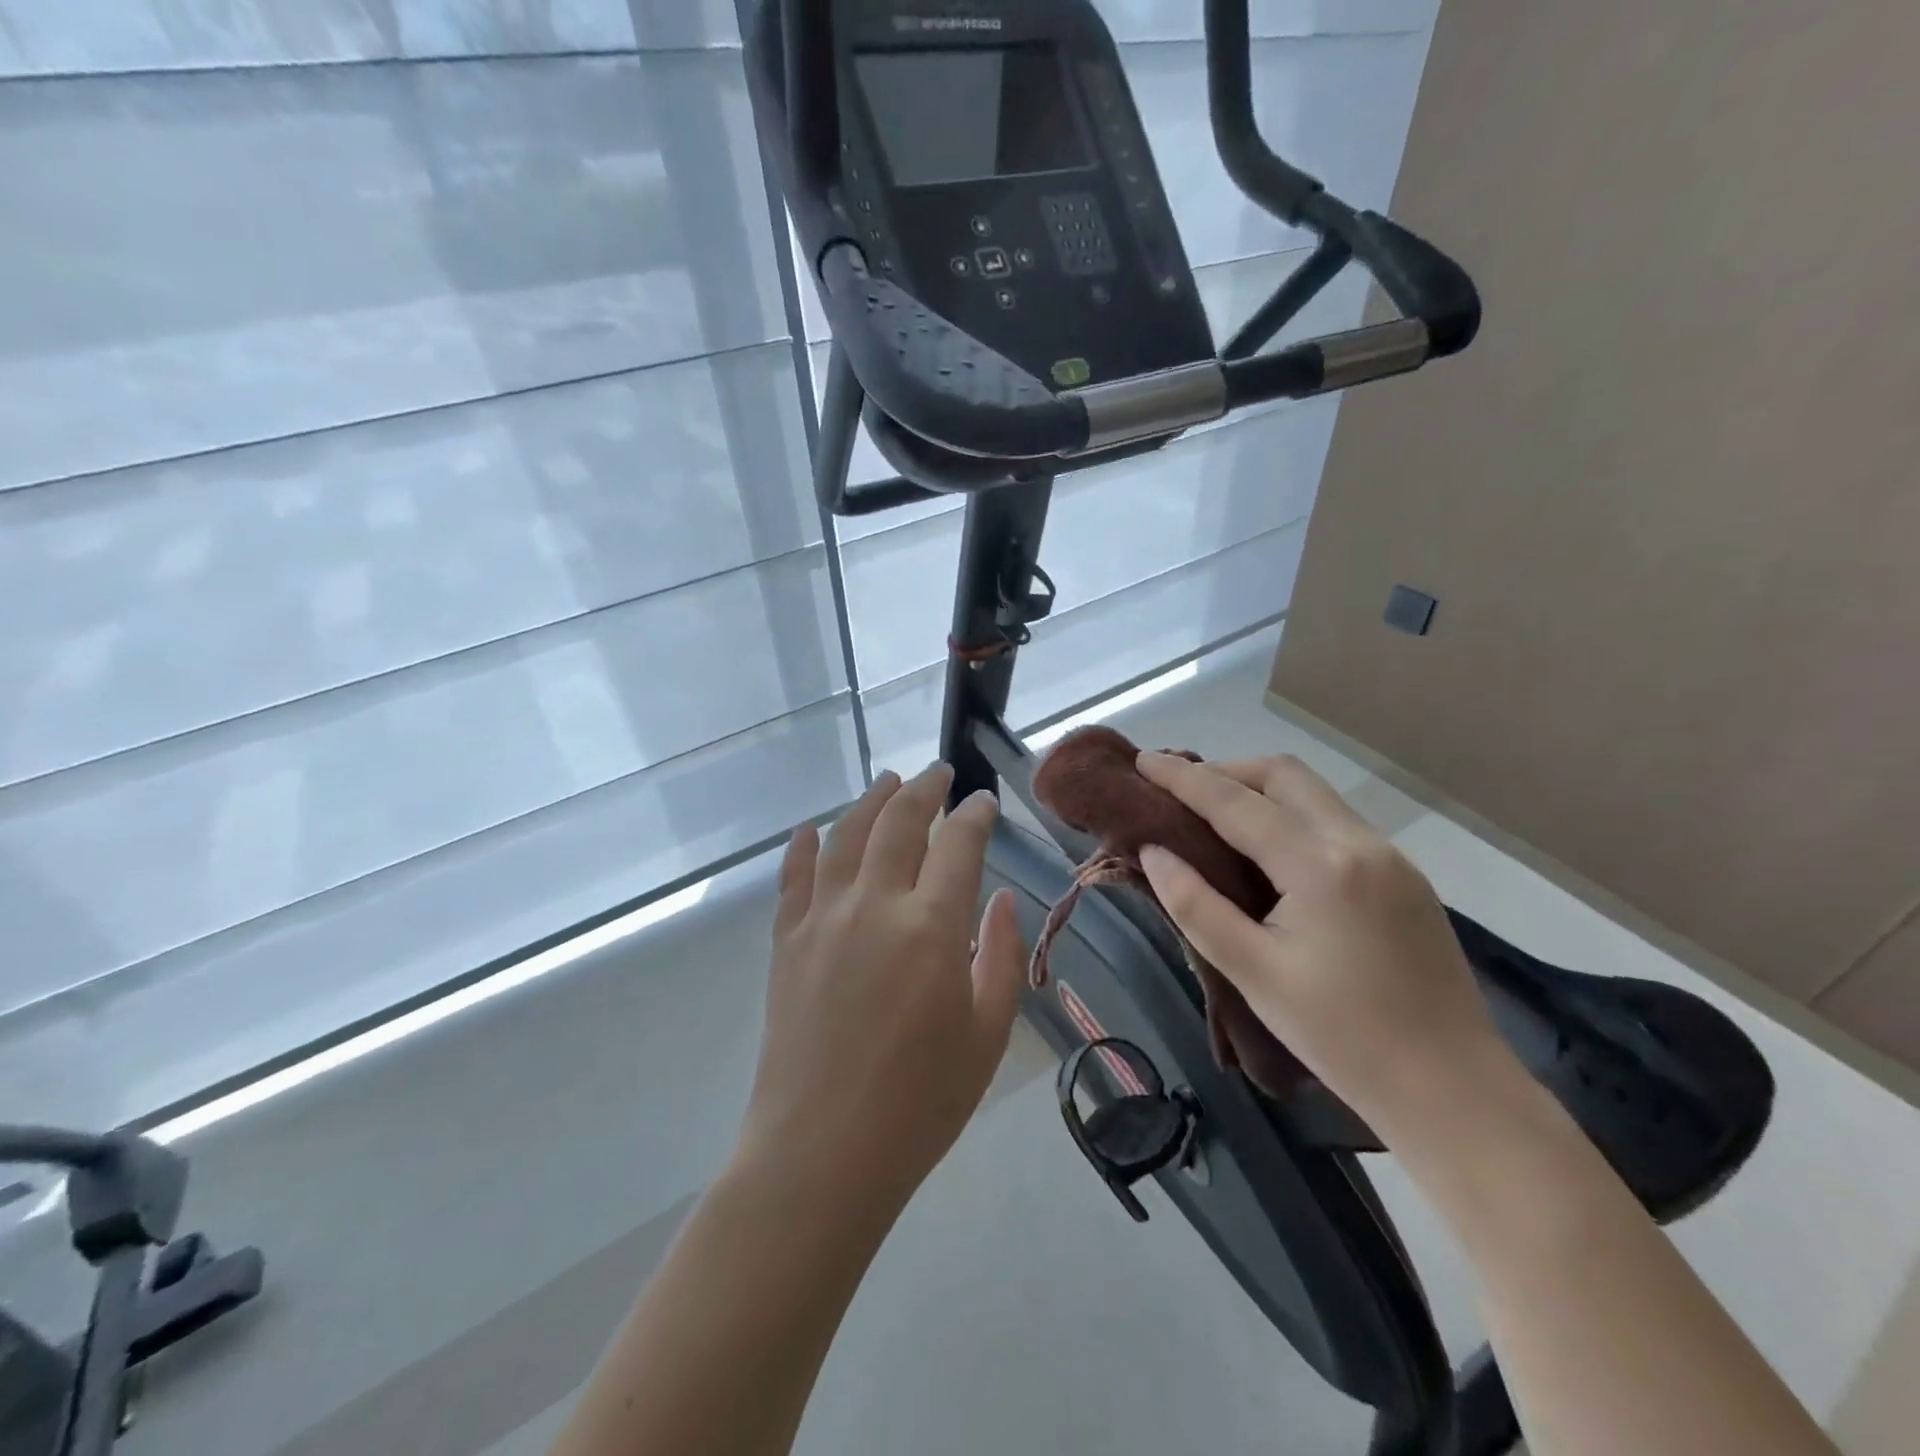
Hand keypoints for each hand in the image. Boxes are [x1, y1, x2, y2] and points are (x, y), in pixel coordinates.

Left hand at [736, 765, 1027, 1215]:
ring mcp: (823, 919)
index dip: (974, 814)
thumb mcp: (987, 1034)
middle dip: (924, 789)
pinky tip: (811, 829)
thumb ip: (998, 955)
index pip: (958, 843)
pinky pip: (794, 878)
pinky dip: (804, 846)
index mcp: (931, 926)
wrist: (821, 1153)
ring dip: (870, 800)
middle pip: (899, 821)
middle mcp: (875, 904)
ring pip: (847, 835)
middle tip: (939, 773)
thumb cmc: (920, 1102)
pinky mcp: (787, 942)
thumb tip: (1000, 897)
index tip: (983, 802)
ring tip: (887, 781)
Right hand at [1135, 752, 1528, 1157]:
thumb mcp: (1253, 973)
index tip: (1143, 761)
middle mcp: (1359, 842)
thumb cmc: (1342, 1037)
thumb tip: (1153, 852)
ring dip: (1260, 790)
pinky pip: (1334, 821)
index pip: (1235, 802)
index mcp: (1319, 865)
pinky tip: (1269, 852)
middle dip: (1226, 771)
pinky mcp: (1404, 876)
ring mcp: (1390, 856)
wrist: (1453, 1089)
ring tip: (1215, 817)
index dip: (1183, 778)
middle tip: (1180, 792)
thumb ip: (1195, 905)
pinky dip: (1290, 815)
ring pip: (1313, 793)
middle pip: (1282, 774)